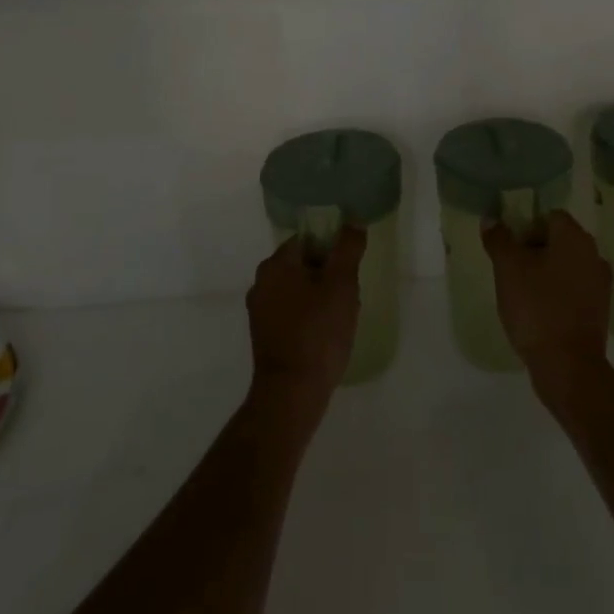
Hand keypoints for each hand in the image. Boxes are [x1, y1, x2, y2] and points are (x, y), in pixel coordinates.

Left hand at [245, 226, 364, 417]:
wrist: (292, 392)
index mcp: (276, 264)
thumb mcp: (342, 284)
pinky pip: (291, 312)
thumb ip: (348, 248)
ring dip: (319, 296)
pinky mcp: (264, 334)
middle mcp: (261, 282)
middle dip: (328, 275)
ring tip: (340, 317)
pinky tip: (325, 334)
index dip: (333, 250)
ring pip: (298, 289)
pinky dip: (308, 316)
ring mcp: (259, 310)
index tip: (350, 270)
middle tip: (349, 294)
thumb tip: (353, 220)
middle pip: (303, 264)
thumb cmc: (318, 332)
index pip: (308, 239)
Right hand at [482, 210, 612, 403]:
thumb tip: (491, 219)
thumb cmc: (537, 308)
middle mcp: (593, 254)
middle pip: (559, 239)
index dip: (526, 226)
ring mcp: (600, 283)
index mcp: (574, 237)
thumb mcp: (508, 269)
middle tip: (510, 268)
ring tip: (521, 291)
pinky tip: (539, 310)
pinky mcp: (599, 310)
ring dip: (546, 272)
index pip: (549, 215)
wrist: (568, 365)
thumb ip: (499, 240)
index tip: (508, 246)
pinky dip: (557, 293)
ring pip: (567, 265)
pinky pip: (574, 289)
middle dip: (534, 249)